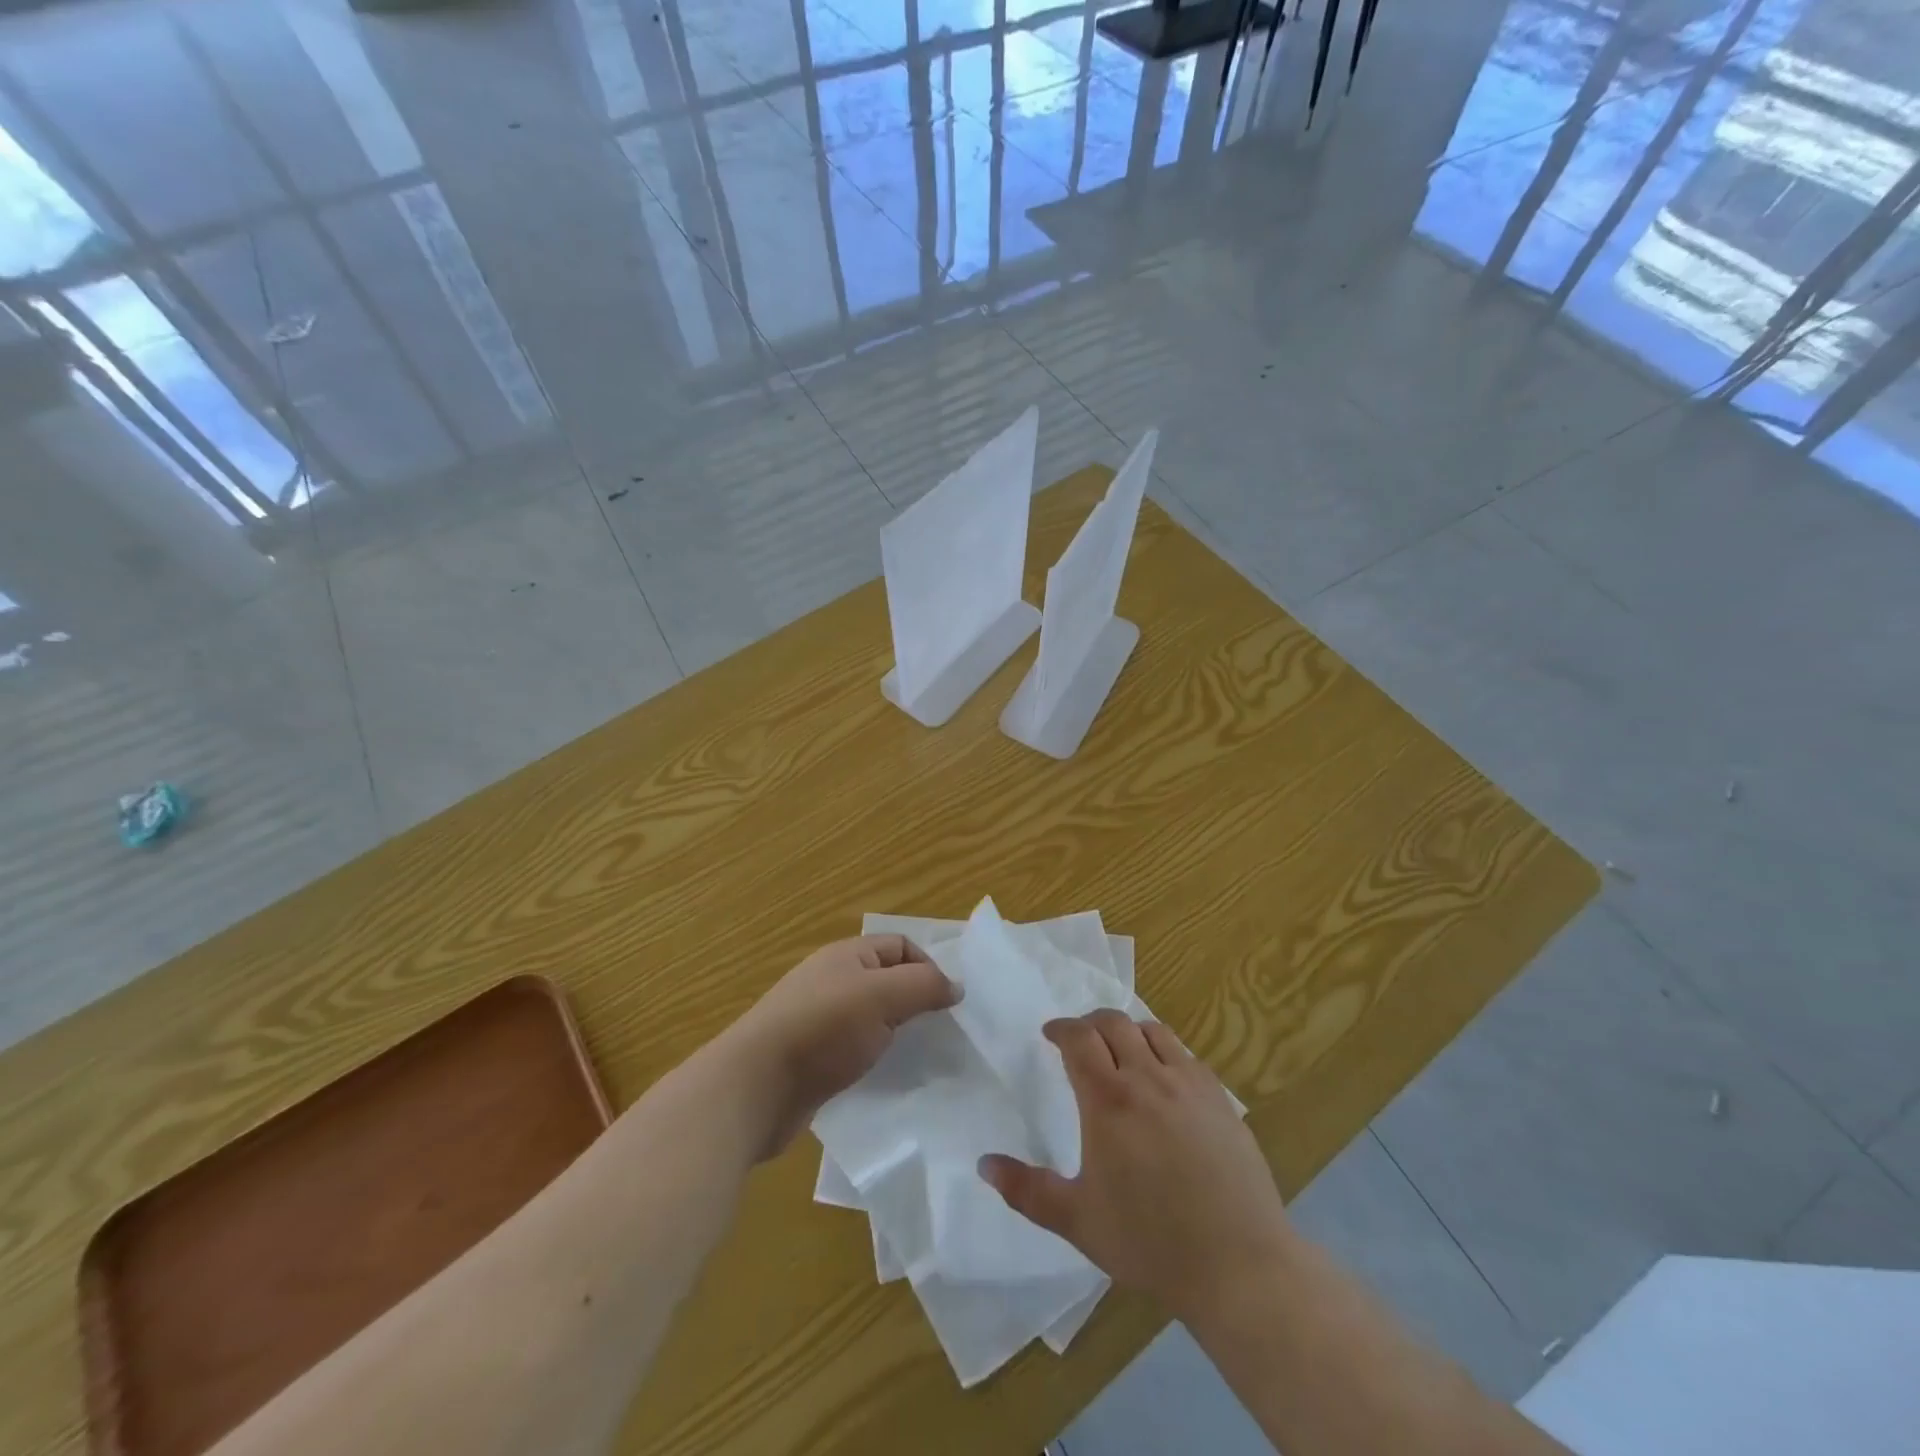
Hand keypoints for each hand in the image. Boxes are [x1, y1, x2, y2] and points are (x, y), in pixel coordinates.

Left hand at [728, 935, 960, 1158]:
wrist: (754, 1088)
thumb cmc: (822, 1029)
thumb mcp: (882, 997)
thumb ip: (924, 986)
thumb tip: (956, 987)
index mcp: (847, 956)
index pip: (900, 946)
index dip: (928, 967)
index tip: (947, 1003)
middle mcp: (832, 980)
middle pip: (886, 981)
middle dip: (914, 1002)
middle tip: (939, 1033)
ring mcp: (818, 1020)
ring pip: (871, 1018)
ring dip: (895, 1034)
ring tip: (918, 1058)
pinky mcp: (811, 1058)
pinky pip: (853, 1049)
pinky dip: (873, 1059)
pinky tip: (884, 1078)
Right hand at [978, 1009, 1292, 1319]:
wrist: (1238, 1264)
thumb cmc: (1150, 1242)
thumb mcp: (1078, 1221)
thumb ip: (1026, 1190)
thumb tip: (983, 1164)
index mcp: (1108, 1100)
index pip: (1079, 1038)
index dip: (1061, 1028)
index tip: (1049, 1034)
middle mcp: (1148, 1078)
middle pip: (1114, 1023)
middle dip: (1090, 1023)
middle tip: (1079, 1039)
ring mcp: (1189, 1084)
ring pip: (1152, 1031)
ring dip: (1128, 1031)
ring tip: (1120, 1051)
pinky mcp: (1220, 1098)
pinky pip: (1185, 1055)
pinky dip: (1164, 1051)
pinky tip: (1163, 1078)